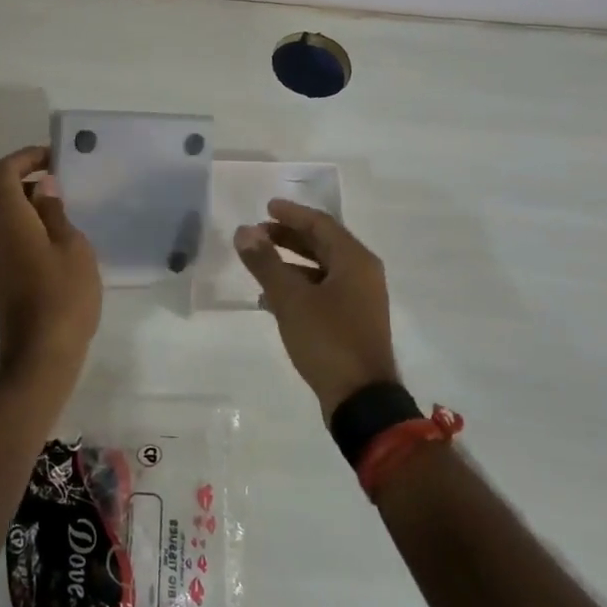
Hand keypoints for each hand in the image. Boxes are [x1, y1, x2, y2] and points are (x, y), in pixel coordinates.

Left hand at [0, 145, 101, 374]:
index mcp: (9, 223)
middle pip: (6, 197)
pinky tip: (65, 255)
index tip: (53, 158)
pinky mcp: (3, 285)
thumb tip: (43, 188)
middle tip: (70, 189)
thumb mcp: (73, 248)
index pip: (2, 173)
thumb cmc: (63, 297)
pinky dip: (36, 237)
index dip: (25, 157)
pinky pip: (16, 247)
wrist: (40, 358)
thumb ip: (55, 214)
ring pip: (13, 224)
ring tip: (74, 223)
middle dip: (35, 185)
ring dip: (38, 214)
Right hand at [235, 201, 397, 419]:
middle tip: (258, 233)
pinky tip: (271, 298)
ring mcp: (360, 300)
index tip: (266, 207)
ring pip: (321, 269)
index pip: (321, 224)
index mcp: (355, 261)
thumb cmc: (328, 340)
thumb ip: (266, 263)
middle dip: (289, 237)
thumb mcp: (291, 299)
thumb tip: (243, 231)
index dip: (292, 214)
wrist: (361, 399)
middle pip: (323, 244)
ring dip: (290, 263)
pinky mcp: (352, 322)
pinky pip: (323, 292)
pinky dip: (298, 287)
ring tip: (259, 263)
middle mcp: (362, 274)